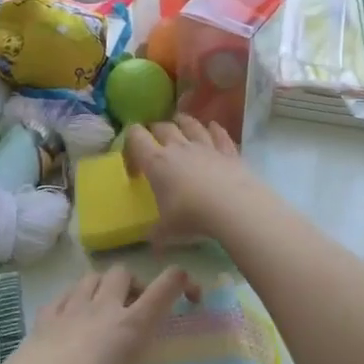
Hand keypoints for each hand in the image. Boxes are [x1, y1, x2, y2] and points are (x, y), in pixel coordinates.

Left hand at [0, 266, 194, 363]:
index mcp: (130, 327)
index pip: (165, 286)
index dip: (184, 281)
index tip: (190, 297)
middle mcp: (102, 309)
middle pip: (124, 272)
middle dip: (136, 283)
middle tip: (138, 311)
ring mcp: (68, 310)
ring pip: (92, 276)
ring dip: (104, 286)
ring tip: (106, 312)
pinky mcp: (42, 319)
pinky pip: (63, 295)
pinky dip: (73, 299)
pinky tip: (72, 321)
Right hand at [122, 116, 254, 244]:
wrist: (233, 207)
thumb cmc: (191, 216)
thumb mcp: (166, 231)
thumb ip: (157, 234)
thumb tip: (153, 243)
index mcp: (157, 163)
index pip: (136, 138)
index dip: (130, 142)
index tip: (134, 160)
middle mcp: (179, 148)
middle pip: (163, 127)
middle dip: (155, 130)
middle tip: (154, 138)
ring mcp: (206, 146)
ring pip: (191, 125)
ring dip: (183, 121)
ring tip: (179, 120)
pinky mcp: (228, 151)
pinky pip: (219, 134)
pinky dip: (215, 129)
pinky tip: (214, 126)